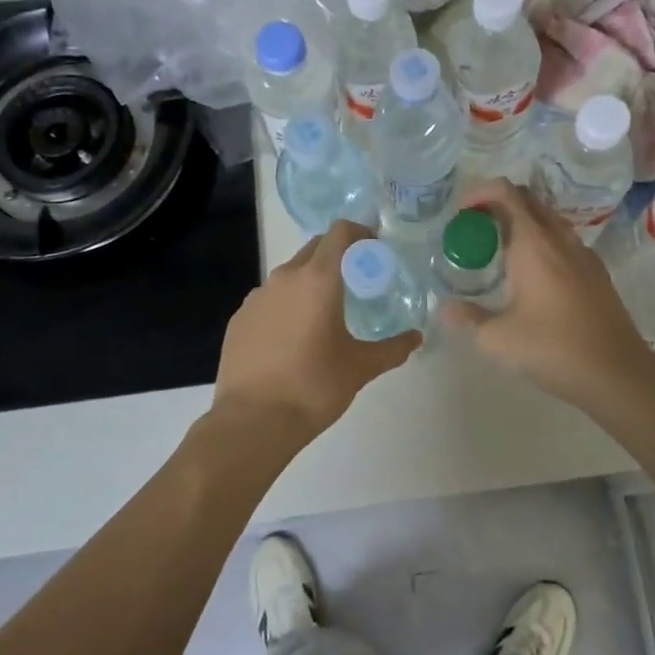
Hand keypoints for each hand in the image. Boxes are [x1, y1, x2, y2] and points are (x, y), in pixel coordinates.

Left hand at [210, 218, 419, 447]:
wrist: (253, 422)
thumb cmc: (314, 387)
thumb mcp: (360, 368)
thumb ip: (392, 348)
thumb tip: (416, 338)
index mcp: (318, 280)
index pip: (340, 232)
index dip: (360, 233)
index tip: (374, 251)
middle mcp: (284, 278)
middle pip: (315, 248)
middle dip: (337, 256)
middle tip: (356, 282)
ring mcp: (256, 297)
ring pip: (290, 274)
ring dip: (310, 282)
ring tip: (324, 314)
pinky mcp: (239, 318)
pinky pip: (269, 299)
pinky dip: (286, 305)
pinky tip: (293, 338)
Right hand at [439, 180, 654, 409]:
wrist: (616, 372)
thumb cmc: (553, 349)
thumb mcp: (499, 339)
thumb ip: (468, 318)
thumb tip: (445, 308)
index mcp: (534, 244)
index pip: (505, 193)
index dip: (479, 193)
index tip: (460, 214)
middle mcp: (560, 239)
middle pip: (527, 199)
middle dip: (496, 204)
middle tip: (474, 230)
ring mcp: (583, 254)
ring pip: (548, 219)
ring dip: (520, 223)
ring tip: (498, 252)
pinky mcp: (596, 272)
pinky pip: (563, 240)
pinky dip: (541, 242)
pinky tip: (531, 275)